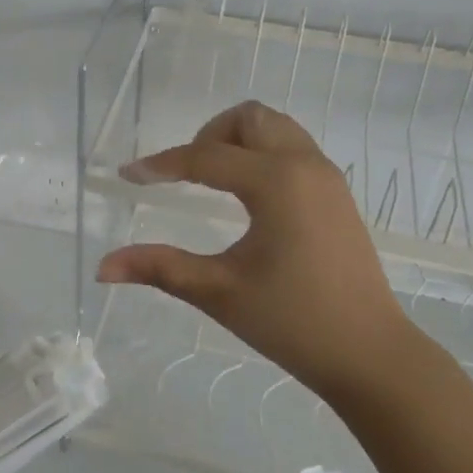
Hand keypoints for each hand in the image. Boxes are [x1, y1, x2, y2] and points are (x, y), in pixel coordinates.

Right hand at [96, 101, 421, 405]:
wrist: (370, 354)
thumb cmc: (293, 322)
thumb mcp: (218, 292)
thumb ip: (159, 268)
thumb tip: (102, 268)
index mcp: (276, 182)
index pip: (205, 158)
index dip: (160, 165)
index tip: (126, 177)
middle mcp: (305, 165)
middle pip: (249, 118)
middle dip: (208, 135)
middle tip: (184, 175)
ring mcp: (327, 177)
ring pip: (276, 128)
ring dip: (238, 141)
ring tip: (212, 182)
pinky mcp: (337, 193)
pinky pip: (293, 149)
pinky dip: (262, 154)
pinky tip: (246, 197)